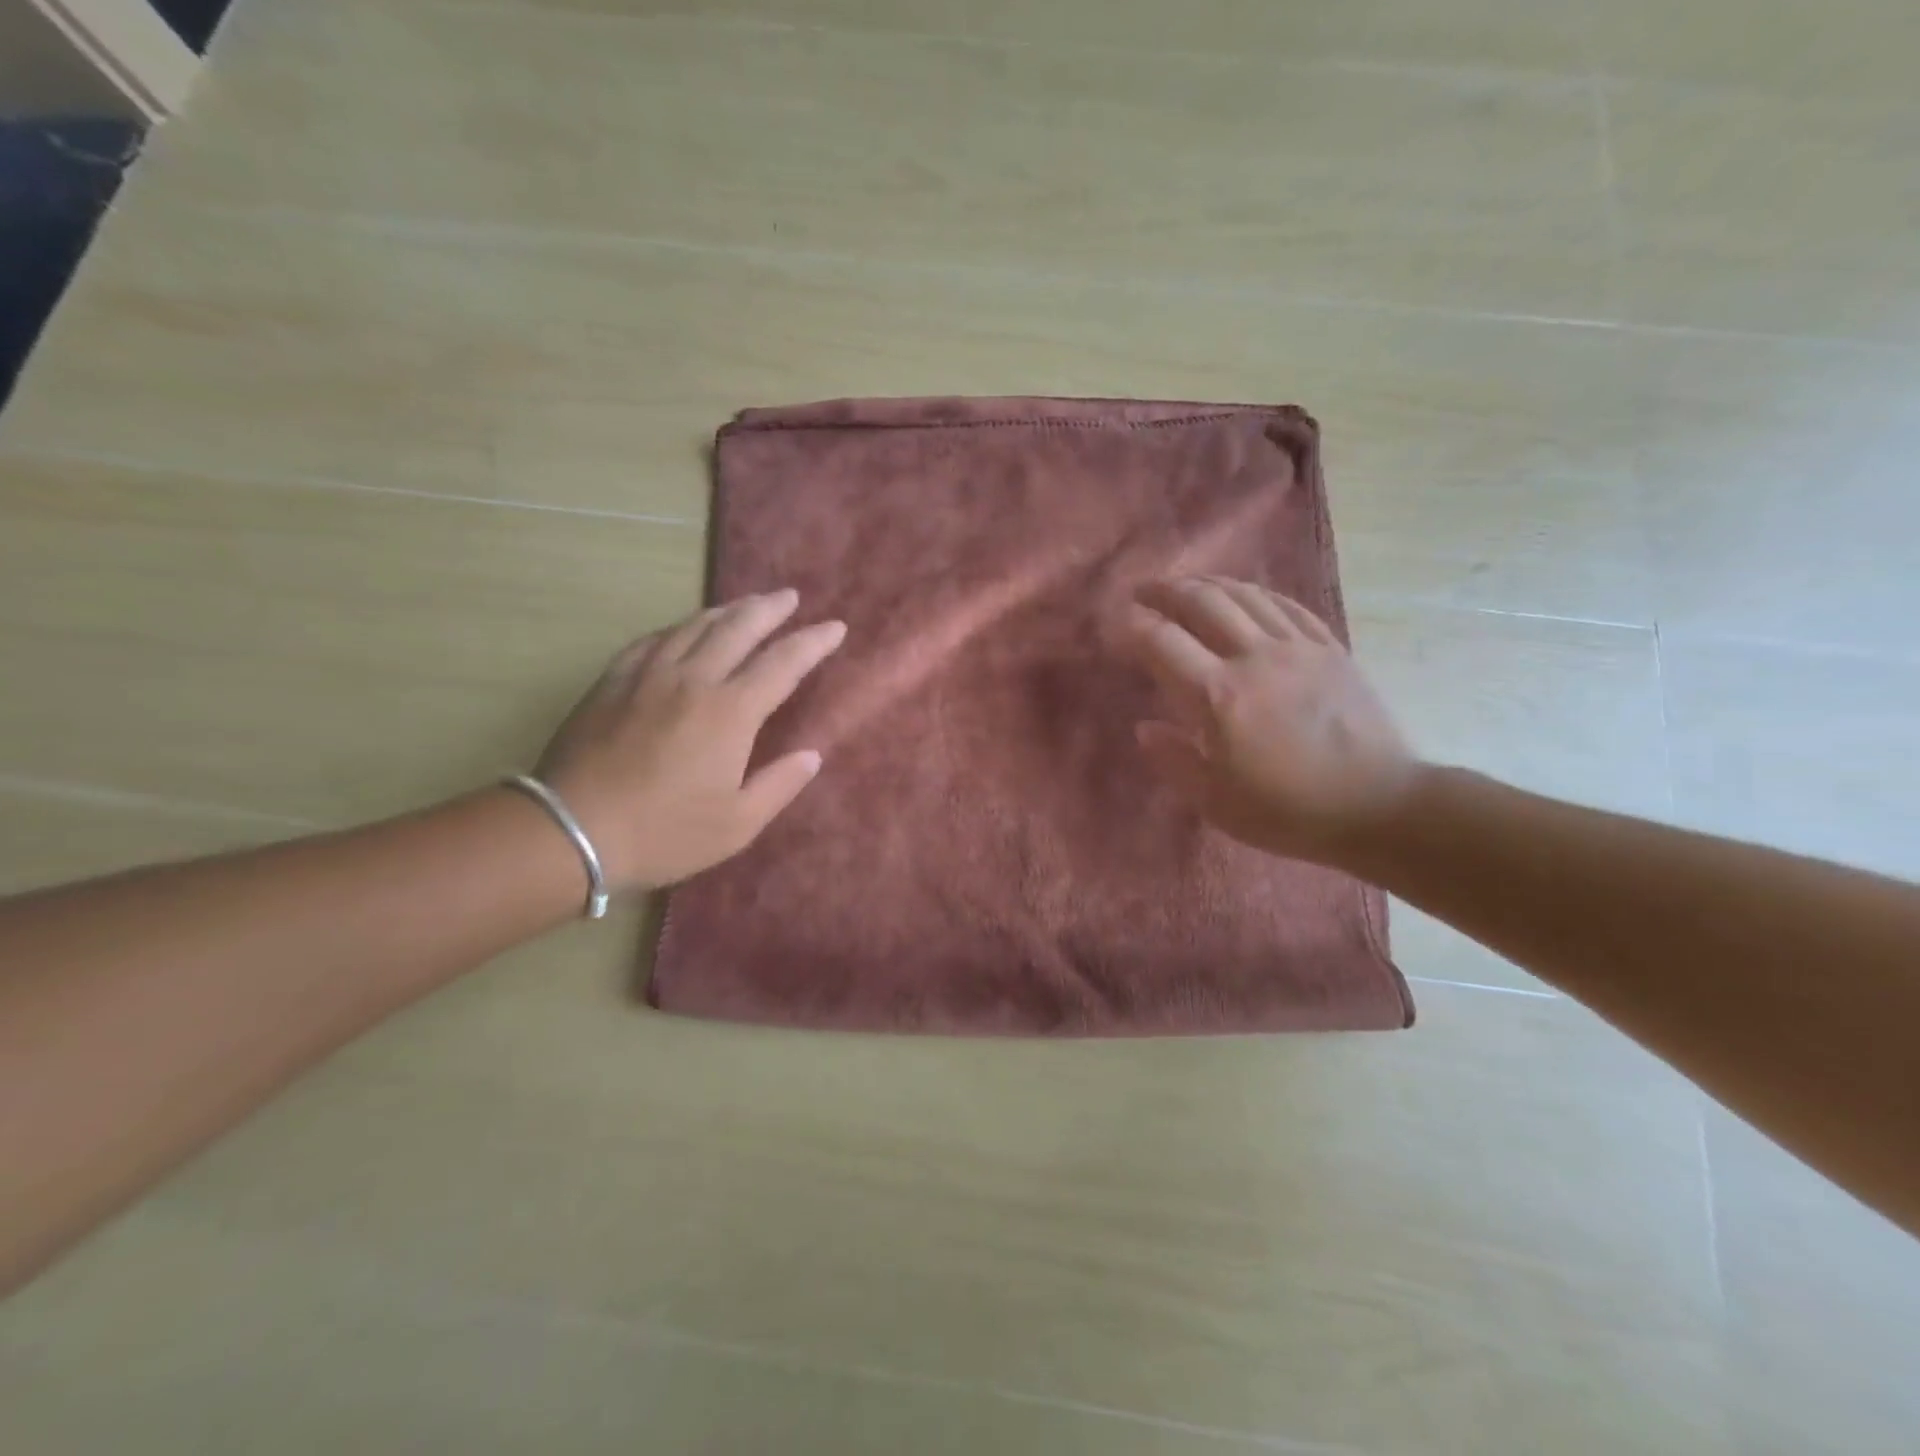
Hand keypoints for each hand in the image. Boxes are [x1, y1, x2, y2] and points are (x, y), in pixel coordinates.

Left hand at [535, 590, 845, 890]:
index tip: (835, 627)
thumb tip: (812, 755)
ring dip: (727, 610)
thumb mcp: (737, 824)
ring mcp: (648, 676)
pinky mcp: (613, 682)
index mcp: (731, 713)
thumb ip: (779, 785)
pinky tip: (683, 628)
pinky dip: (679, 628)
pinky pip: (652, 640)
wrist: (571, 830)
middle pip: (738, 628)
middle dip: (770, 609)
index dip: (813, 642)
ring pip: (695, 626)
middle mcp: (693, 680)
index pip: (783, 663)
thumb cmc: (664, 832)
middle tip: (790, 596)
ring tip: (746, 604)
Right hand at [1123, 576, 1419, 863]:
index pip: (1164, 642)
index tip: (1120, 623)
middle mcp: (1254, 658)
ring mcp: (1297, 648)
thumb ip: (1173, 759)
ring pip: (1245, 596)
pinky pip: (1286, 606)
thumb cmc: (1288, 811)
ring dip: (1208, 584)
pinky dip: (1257, 593)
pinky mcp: (1330, 648)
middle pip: (1203, 603)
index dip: (1136, 627)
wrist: (1378, 807)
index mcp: (1218, 696)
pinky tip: (1245, 595)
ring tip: (1187, 586)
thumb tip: (1144, 727)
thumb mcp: (1215, 801)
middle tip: (1145, 592)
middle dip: (1167, 591)